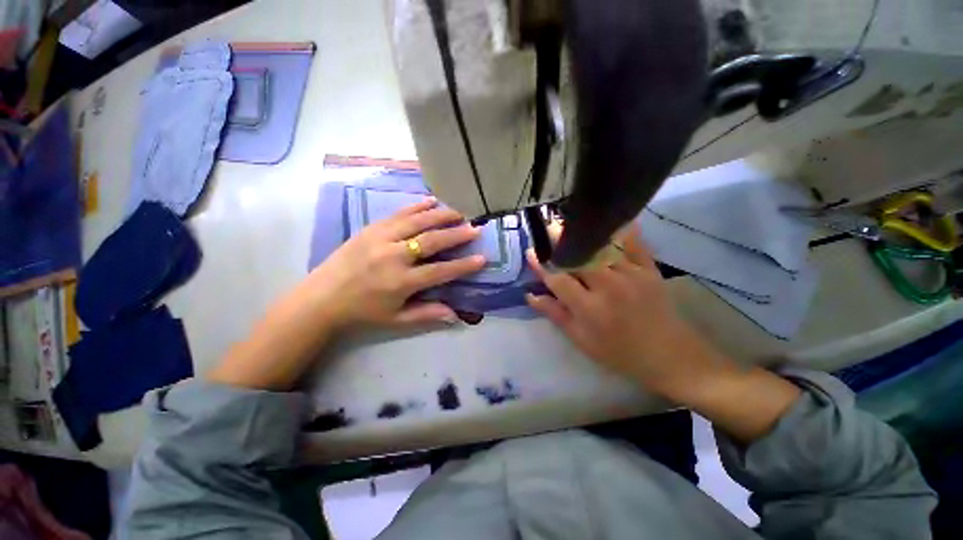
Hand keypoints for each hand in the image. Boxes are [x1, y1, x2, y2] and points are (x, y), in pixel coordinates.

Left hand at [303, 197, 485, 327]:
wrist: (322, 297)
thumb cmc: (362, 311)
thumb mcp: (396, 319)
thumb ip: (426, 314)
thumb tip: (455, 315)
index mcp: (401, 282)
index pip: (440, 271)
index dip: (463, 266)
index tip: (482, 258)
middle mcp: (393, 256)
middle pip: (431, 241)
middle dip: (456, 234)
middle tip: (475, 228)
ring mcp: (381, 238)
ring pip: (416, 222)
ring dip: (440, 215)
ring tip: (459, 212)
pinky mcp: (370, 228)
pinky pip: (398, 213)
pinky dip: (416, 206)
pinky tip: (430, 201)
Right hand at [526, 227, 800, 442]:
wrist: (669, 356)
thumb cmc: (619, 352)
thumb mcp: (581, 340)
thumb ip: (555, 314)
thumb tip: (530, 295)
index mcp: (589, 308)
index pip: (558, 279)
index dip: (542, 265)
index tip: (531, 252)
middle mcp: (608, 287)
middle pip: (578, 257)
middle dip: (560, 240)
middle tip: (547, 227)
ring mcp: (631, 275)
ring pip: (602, 246)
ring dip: (583, 234)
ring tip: (571, 223)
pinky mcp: (649, 269)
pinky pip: (633, 243)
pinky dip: (621, 229)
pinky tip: (611, 219)